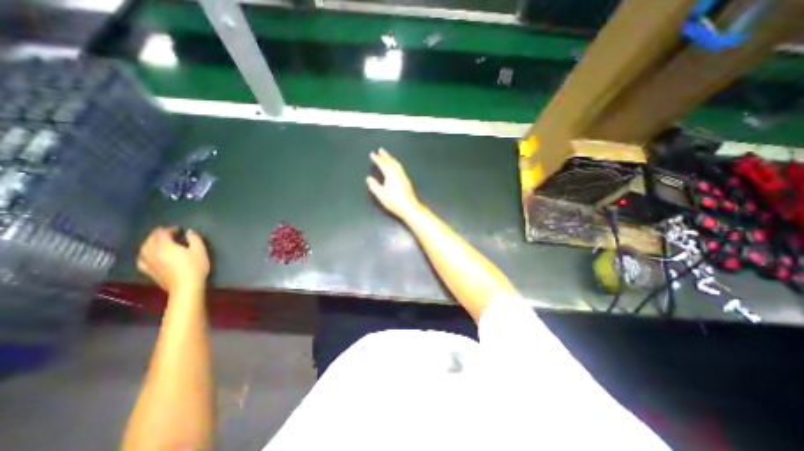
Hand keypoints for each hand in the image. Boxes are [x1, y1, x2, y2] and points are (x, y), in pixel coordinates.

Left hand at [137, 228, 209, 294]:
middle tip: (168, 232)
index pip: (162, 233)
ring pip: (143, 248)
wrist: (185, 286)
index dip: (170, 229)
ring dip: (150, 242)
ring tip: (158, 241)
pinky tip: (148, 254)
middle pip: (151, 239)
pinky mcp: (148, 271)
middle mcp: (153, 252)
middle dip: (158, 234)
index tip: (178, 229)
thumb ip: (194, 238)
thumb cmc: (195, 266)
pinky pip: (141, 259)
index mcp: (165, 246)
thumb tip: (189, 232)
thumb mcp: (200, 250)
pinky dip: (144, 253)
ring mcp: (148, 262)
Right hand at [367, 147, 423, 219]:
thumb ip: (374, 185)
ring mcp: (403, 176)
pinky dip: (395, 163)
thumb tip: (369, 178)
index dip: (377, 158)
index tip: (372, 154)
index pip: (382, 164)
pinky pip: (400, 167)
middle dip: (385, 155)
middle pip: (391, 161)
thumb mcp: (381, 194)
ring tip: (387, 155)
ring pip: (396, 163)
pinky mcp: (406, 180)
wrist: (409, 207)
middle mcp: (398, 173)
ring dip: (391, 158)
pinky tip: (395, 166)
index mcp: (390, 174)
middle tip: (381, 150)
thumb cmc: (394, 201)